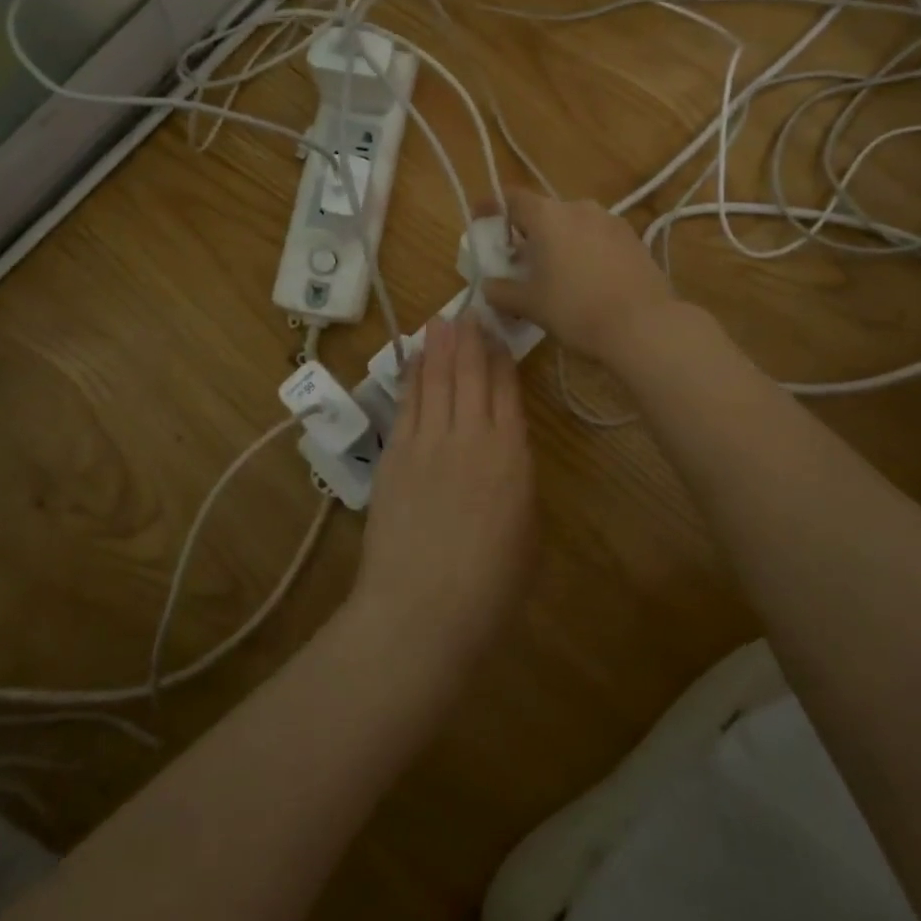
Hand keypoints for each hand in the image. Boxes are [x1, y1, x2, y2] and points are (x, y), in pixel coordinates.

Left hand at [351, 316, 536, 668]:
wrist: (423, 609)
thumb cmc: (489, 587)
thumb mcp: (525, 533)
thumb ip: (516, 484)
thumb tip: (505, 457)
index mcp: (511, 456)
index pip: (506, 391)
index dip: (501, 359)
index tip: (497, 335)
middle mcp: (470, 436)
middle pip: (470, 375)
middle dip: (469, 340)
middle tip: (468, 311)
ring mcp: (427, 442)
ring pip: (436, 380)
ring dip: (439, 348)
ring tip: (441, 321)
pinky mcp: (395, 454)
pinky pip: (406, 403)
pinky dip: (411, 376)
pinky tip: (413, 359)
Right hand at [482, 189, 675, 366]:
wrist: (644, 325)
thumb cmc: (575, 309)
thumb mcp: (529, 304)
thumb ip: (501, 291)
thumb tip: (488, 286)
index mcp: (548, 216)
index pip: (512, 198)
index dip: (493, 207)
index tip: (481, 221)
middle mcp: (579, 208)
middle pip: (544, 212)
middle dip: (527, 233)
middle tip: (517, 261)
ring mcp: (611, 221)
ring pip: (573, 225)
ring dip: (557, 242)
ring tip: (553, 274)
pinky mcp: (634, 240)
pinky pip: (597, 238)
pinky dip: (584, 251)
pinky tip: (585, 281)